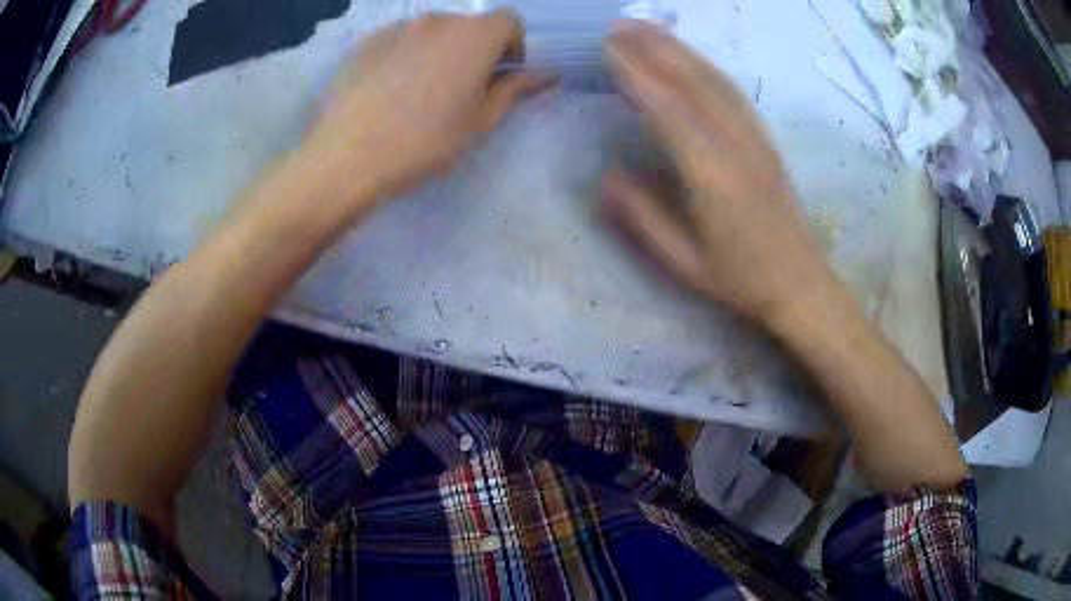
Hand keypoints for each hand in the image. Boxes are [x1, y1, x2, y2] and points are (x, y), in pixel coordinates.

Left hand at [304, 11, 551, 207]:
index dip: (512, 43)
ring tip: (420, 90)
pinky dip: (406, 54)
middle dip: (475, 48)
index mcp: (475, 35)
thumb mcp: (480, 120)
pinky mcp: (367, 41)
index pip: (509, 20)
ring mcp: (398, 26)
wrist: (348, 156)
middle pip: (469, 24)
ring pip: (433, 31)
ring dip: (439, 50)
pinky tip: (389, 88)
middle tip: (460, 88)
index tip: (500, 72)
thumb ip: (515, 89)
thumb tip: (546, 75)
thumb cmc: (425, 141)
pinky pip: (400, 39)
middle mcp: (439, 19)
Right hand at [600, 22, 838, 323]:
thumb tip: (606, 174)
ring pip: (715, 80)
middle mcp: (736, 145)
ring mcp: (756, 138)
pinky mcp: (766, 140)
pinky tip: (690, 58)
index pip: (668, 109)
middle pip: (693, 82)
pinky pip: (733, 93)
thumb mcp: (683, 261)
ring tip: (647, 28)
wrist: (801, 285)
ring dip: (680, 49)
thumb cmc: (740, 280)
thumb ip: (642, 216)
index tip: (606, 46)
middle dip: (653, 48)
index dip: (636, 73)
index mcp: (713, 175)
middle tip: (617, 24)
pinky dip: (706, 66)